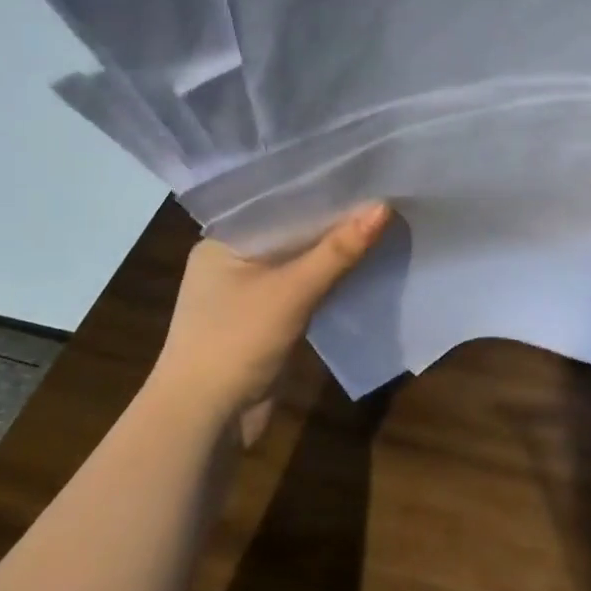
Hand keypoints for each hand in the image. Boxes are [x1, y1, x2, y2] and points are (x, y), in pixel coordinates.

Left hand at [149, 203, 392, 428]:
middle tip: (383, 191)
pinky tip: (364, 263)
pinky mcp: (266, 319)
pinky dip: (329, 278)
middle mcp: (232, 260)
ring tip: (383, 220)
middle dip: (333, 219)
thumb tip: (385, 206)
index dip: (319, 187)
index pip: (277, 201)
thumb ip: (338, 250)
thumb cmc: (235, 342)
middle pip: (291, 231)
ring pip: (300, 260)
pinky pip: (303, 287)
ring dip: (334, 250)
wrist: (205, 421)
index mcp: (223, 241)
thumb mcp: (292, 291)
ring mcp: (248, 292)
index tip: (362, 170)